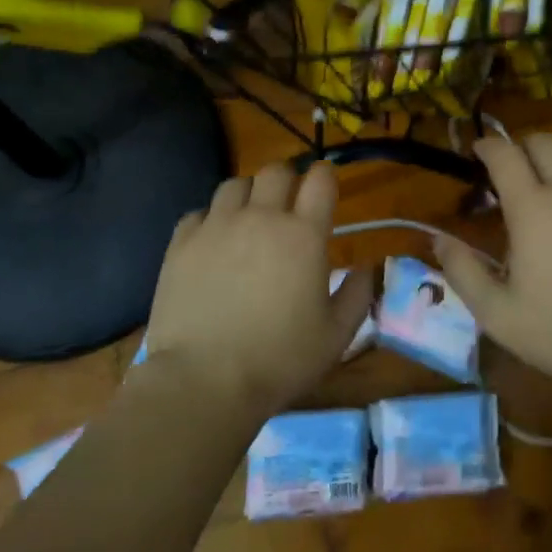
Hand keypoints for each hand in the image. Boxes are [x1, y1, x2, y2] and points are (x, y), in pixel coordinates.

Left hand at [142, 161, 374, 418]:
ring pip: (235, 184)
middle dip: (286, 180)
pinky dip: (211, 220)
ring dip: (248, 196)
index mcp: (303, 234)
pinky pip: (200, 212)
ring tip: (248, 222)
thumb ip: (359, 294)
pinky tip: (213, 244)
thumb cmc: (279, 360)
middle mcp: (261, 217)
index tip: (324, 189)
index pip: (320, 179)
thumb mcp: (336, 336)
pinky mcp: (182, 242)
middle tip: (287, 207)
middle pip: (276, 170)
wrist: (203, 381)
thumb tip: (369, 267)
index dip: (324, 177)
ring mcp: (217, 226)